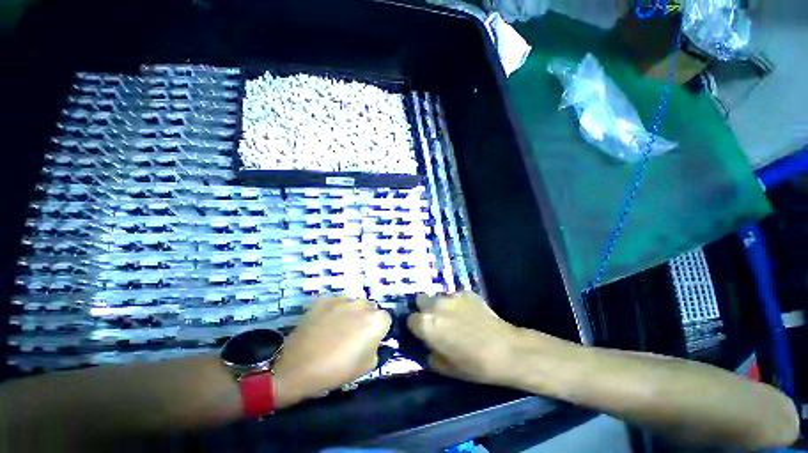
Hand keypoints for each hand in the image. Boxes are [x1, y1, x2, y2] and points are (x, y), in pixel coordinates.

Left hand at [272, 297, 390, 407]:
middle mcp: (362, 304)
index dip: (378, 330)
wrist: (298, 368)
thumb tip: (371, 339)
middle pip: (370, 308)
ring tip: (335, 329)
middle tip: (352, 334)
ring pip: (353, 303)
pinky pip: (335, 302)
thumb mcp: (367, 366)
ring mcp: (342, 299)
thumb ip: (375, 346)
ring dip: (350, 312)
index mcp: (376, 320)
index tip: (368, 340)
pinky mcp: (324, 298)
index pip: (385, 319)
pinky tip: (323, 323)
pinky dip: (333, 310)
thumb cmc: (336, 371)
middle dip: (365, 318)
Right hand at [407, 291, 532, 385]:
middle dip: (424, 309)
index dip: (416, 327)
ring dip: (441, 306)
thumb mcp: (445, 368)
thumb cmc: (473, 364)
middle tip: (436, 321)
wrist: (506, 350)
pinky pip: (455, 296)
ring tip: (455, 317)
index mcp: (427, 324)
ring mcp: (452, 296)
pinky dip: (458, 303)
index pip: (410, 319)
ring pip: (438, 297)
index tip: (423, 333)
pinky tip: (470, 314)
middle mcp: (435, 305)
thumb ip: (431, 353)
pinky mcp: (467, 292)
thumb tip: (429, 346)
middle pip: (420, 300)